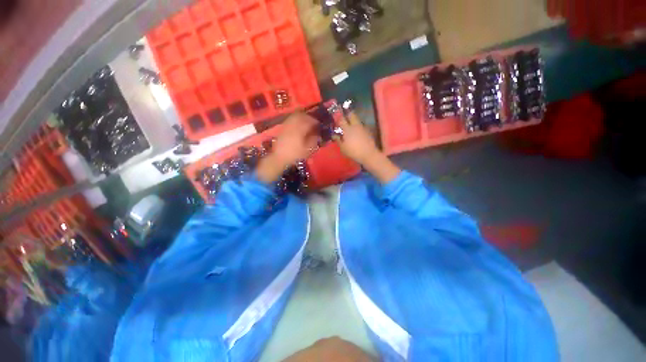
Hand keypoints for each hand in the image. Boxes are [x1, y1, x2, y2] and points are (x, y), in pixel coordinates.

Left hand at [256, 112, 319, 182]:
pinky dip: (296, 120)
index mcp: (299, 130)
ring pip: (295, 116)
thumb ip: (313, 140)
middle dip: (308, 117)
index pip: (309, 121)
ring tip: (306, 123)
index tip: (319, 125)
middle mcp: (292, 125)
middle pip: (301, 116)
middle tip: (313, 122)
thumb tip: (317, 135)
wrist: (279, 158)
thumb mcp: (307, 150)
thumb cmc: (295, 155)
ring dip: (302, 117)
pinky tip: (298, 126)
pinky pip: (290, 120)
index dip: (315, 122)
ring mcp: (286, 126)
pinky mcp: (282, 128)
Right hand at [333, 112, 379, 164]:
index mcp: (347, 129)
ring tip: (350, 125)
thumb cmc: (353, 152)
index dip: (337, 117)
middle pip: (351, 114)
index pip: (341, 119)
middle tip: (344, 117)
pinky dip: (358, 126)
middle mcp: (355, 125)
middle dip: (347, 114)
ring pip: (357, 119)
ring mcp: (362, 127)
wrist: (369, 154)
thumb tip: (334, 135)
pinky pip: (361, 125)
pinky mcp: (368, 131)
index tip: (335, 116)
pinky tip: (357, 132)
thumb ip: (338, 140)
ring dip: (353, 120)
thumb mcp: (343, 148)